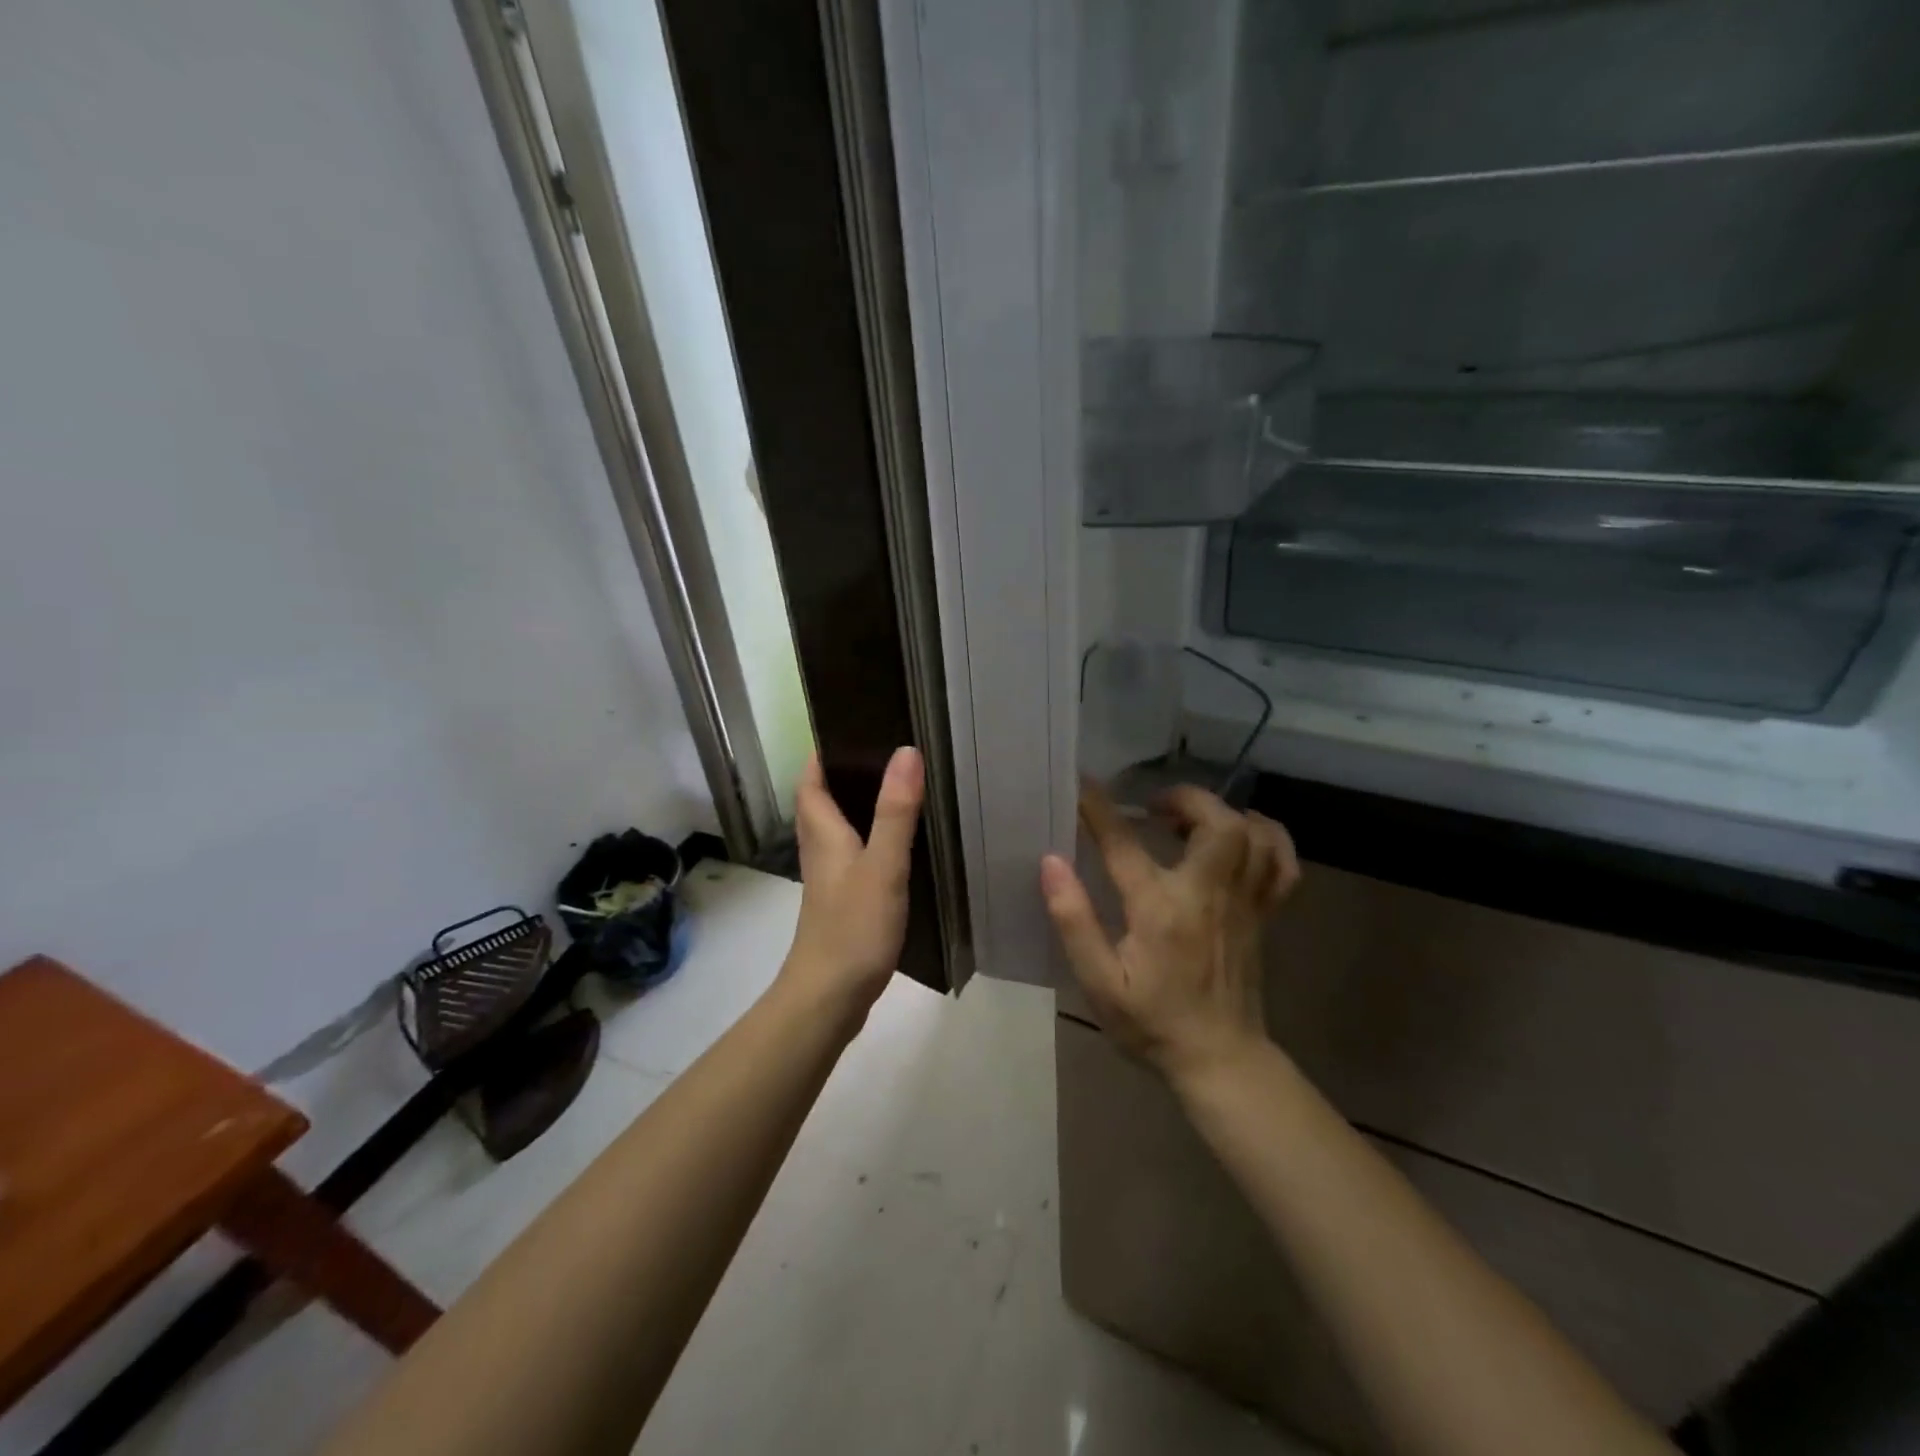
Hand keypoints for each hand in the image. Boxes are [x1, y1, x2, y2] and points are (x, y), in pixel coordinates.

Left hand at [779, 747, 923, 1017]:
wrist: (829, 997)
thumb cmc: (853, 927)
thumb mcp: (882, 865)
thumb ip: (896, 811)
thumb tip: (906, 751)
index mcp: (822, 833)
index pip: (811, 780)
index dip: (823, 753)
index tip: (851, 728)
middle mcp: (820, 850)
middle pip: (821, 801)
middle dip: (843, 775)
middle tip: (884, 753)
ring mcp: (829, 879)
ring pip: (837, 829)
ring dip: (856, 807)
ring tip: (897, 789)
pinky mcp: (842, 902)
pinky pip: (852, 856)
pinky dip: (869, 840)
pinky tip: (898, 845)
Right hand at [1039, 780, 1298, 1083]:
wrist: (1219, 1059)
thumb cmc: (1152, 1022)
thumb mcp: (1099, 982)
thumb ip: (1074, 920)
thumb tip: (1051, 863)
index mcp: (1161, 910)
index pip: (1125, 844)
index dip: (1099, 809)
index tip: (1082, 784)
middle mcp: (1208, 895)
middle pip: (1217, 823)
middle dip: (1186, 799)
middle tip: (1155, 806)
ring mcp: (1243, 903)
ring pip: (1254, 835)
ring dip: (1224, 813)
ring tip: (1193, 819)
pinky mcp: (1264, 914)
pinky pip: (1282, 863)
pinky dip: (1268, 838)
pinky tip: (1243, 837)